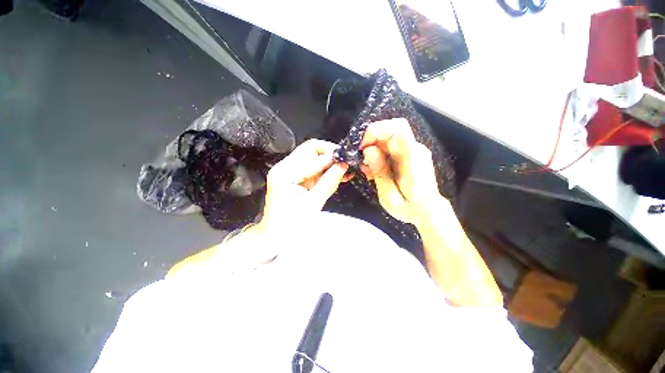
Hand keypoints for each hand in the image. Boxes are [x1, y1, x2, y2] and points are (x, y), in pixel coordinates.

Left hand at [258, 139, 348, 231]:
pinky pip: (313, 168)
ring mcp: (289, 172)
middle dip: (330, 155)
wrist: (276, 237)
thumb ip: (329, 182)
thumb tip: (343, 165)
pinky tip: (336, 175)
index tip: (347, 160)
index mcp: (285, 173)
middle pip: (310, 150)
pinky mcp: (295, 178)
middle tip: (345, 163)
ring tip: (344, 170)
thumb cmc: (290, 226)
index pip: (311, 154)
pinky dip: (325, 171)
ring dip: (329, 163)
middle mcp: (284, 168)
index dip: (331, 156)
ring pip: (313, 157)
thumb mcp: (313, 204)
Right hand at [360, 118, 442, 225]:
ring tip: (368, 169)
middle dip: (370, 139)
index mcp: (412, 161)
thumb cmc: (410, 208)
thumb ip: (381, 173)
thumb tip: (368, 150)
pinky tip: (375, 169)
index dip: (375, 132)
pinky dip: (378, 153)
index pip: (397, 129)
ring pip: (389, 135)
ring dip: (373, 148)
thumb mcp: (390, 197)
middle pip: (391, 128)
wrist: (428, 210)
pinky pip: (391, 144)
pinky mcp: (410, 152)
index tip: (361, 148)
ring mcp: (414, 150)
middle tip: (362, 160)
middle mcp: (415, 149)